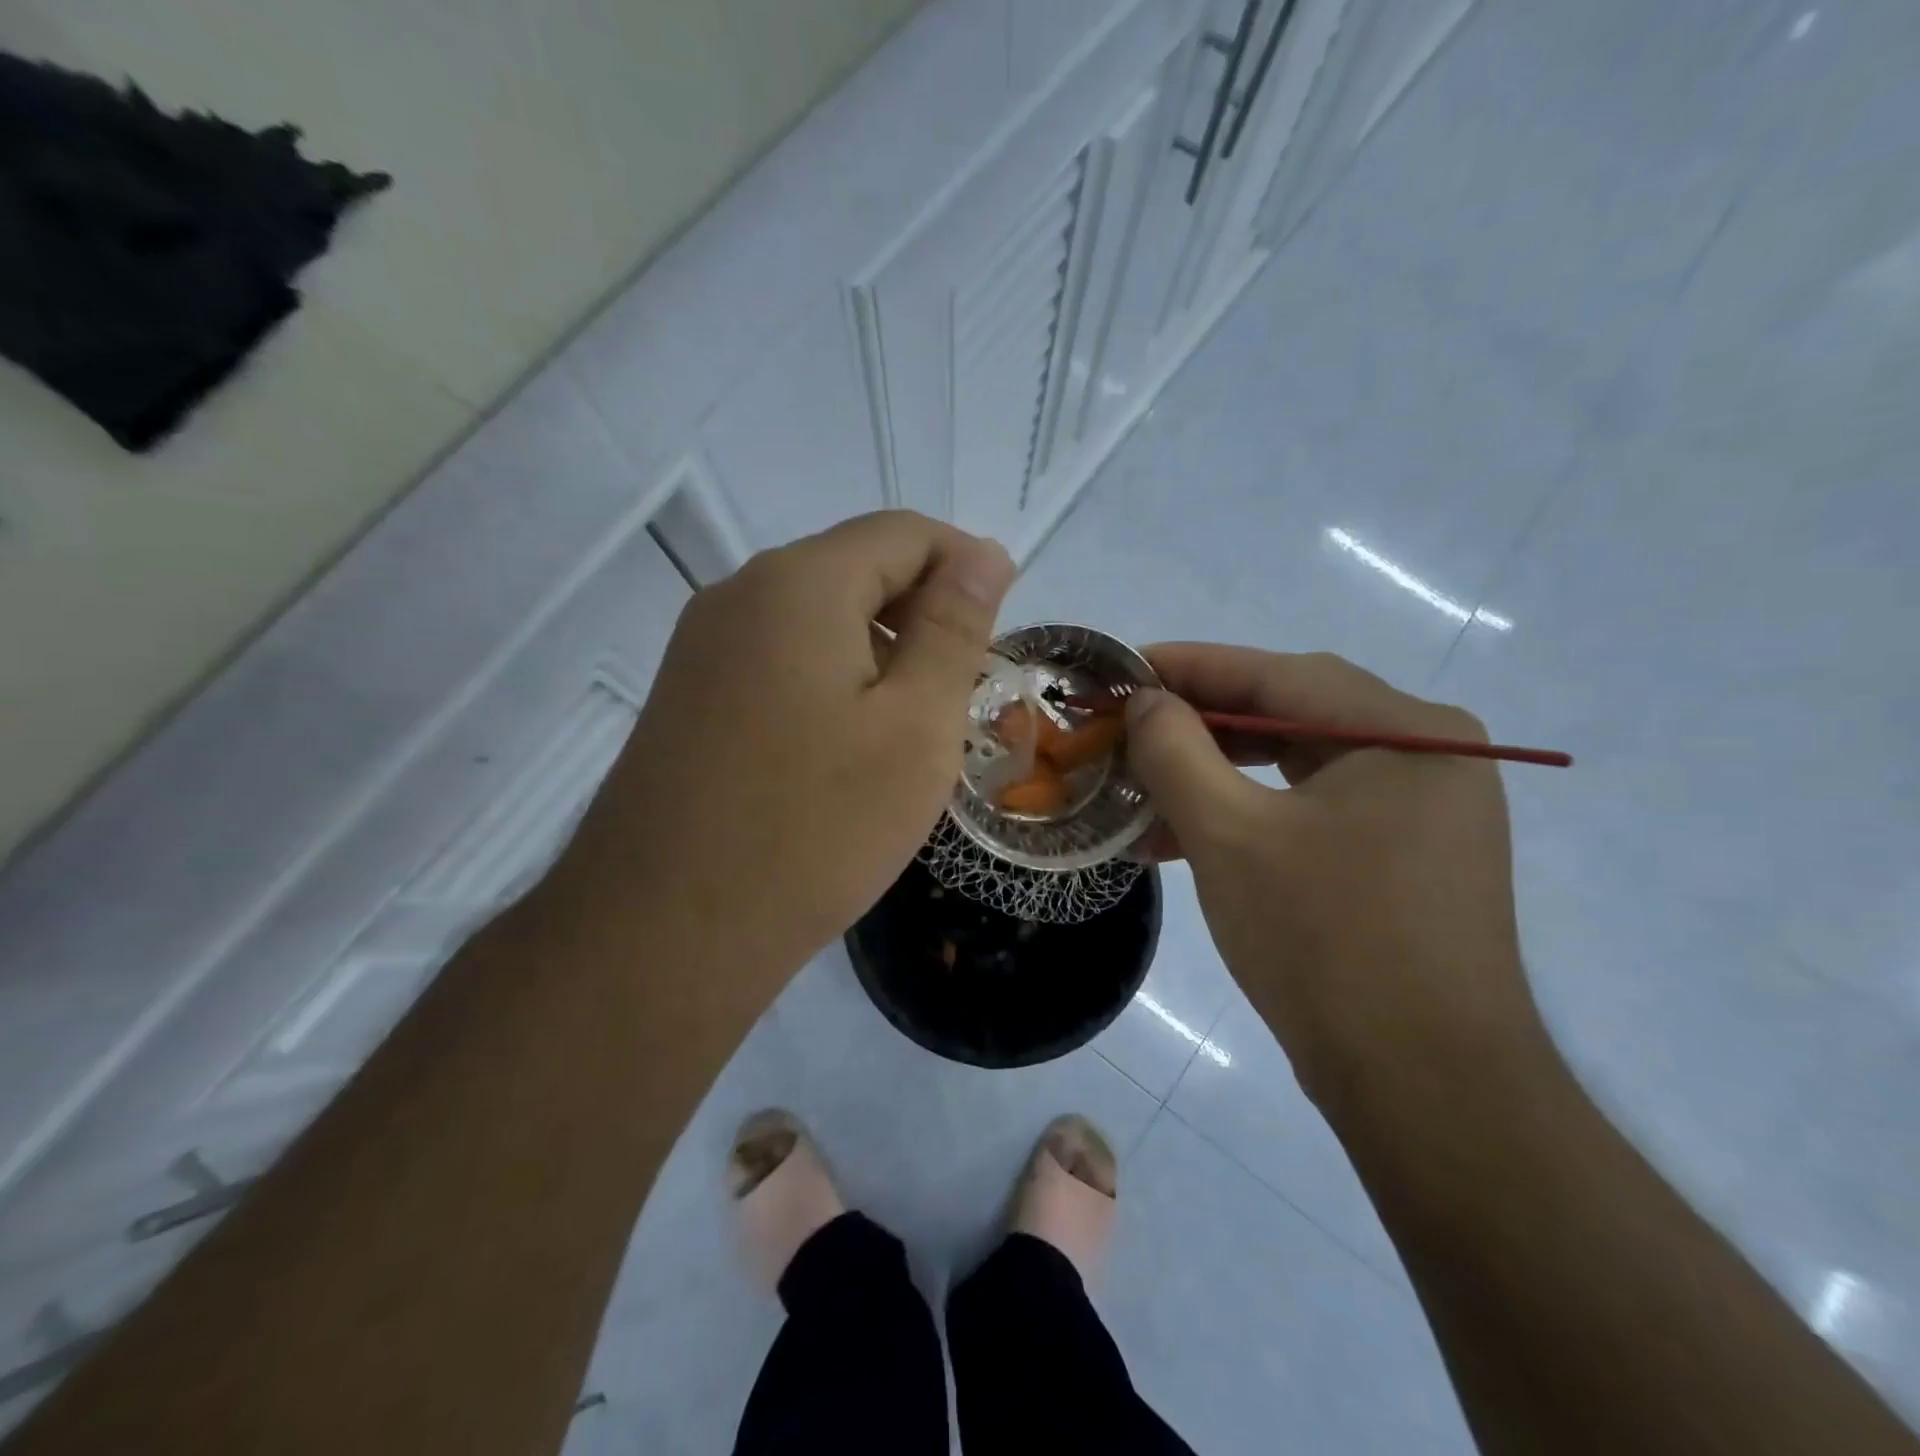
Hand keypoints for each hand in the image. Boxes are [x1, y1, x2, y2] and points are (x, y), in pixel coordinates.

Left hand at [572, 512, 1013, 987]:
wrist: (663, 935)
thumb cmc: (814, 827)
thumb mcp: (915, 725)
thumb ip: (954, 629)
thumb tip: (983, 554)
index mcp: (798, 583)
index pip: (903, 533)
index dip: (966, 565)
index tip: (1002, 631)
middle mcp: (738, 595)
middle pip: (855, 570)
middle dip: (922, 614)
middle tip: (963, 693)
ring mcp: (701, 649)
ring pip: (816, 620)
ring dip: (878, 652)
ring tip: (911, 728)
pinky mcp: (687, 699)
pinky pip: (778, 662)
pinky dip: (831, 682)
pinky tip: (846, 748)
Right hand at [1124, 646, 1551, 1113]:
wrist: (1426, 1088)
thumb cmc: (1325, 942)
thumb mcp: (1228, 835)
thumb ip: (1175, 751)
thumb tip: (1144, 701)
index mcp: (1403, 730)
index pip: (1275, 675)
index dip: (1186, 667)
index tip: (1120, 670)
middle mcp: (1424, 755)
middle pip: (1287, 717)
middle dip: (1196, 725)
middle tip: (1125, 729)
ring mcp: (1421, 810)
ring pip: (1294, 769)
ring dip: (1214, 778)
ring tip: (1140, 794)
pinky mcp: (1405, 859)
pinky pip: (1311, 813)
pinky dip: (1247, 818)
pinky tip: (1183, 842)